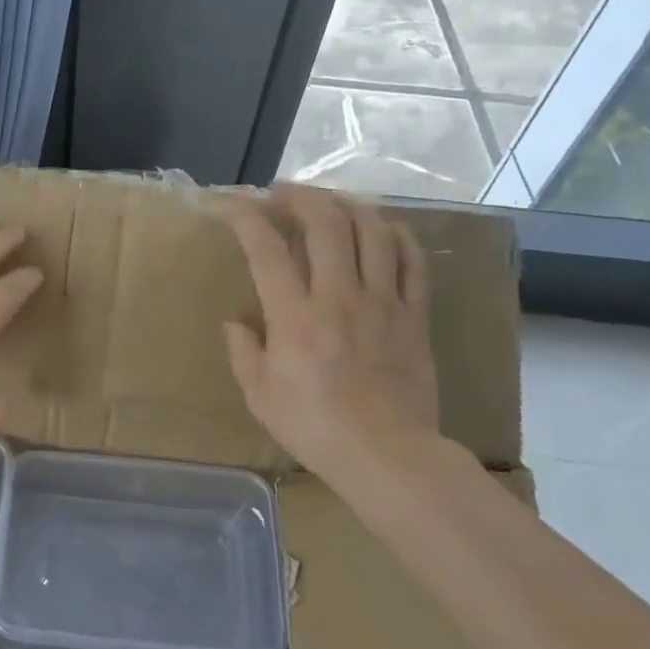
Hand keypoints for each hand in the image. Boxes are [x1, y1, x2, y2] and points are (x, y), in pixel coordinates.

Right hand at [224, 186, 441, 478]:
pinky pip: (412, 262)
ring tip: (331, 202)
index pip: (268, 251)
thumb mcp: (258, 395)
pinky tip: (383, 229)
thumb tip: (236, 321)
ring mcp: (382, 303)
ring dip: (348, 206)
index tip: (236, 206)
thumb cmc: (314, 427)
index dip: (248, 219)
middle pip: (326, 224)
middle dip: (301, 197)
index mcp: (294, 317)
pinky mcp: (414, 315)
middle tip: (283, 193)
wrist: (387, 455)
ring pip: (372, 232)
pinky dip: (397, 236)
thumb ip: (242, 351)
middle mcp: (338, 297)